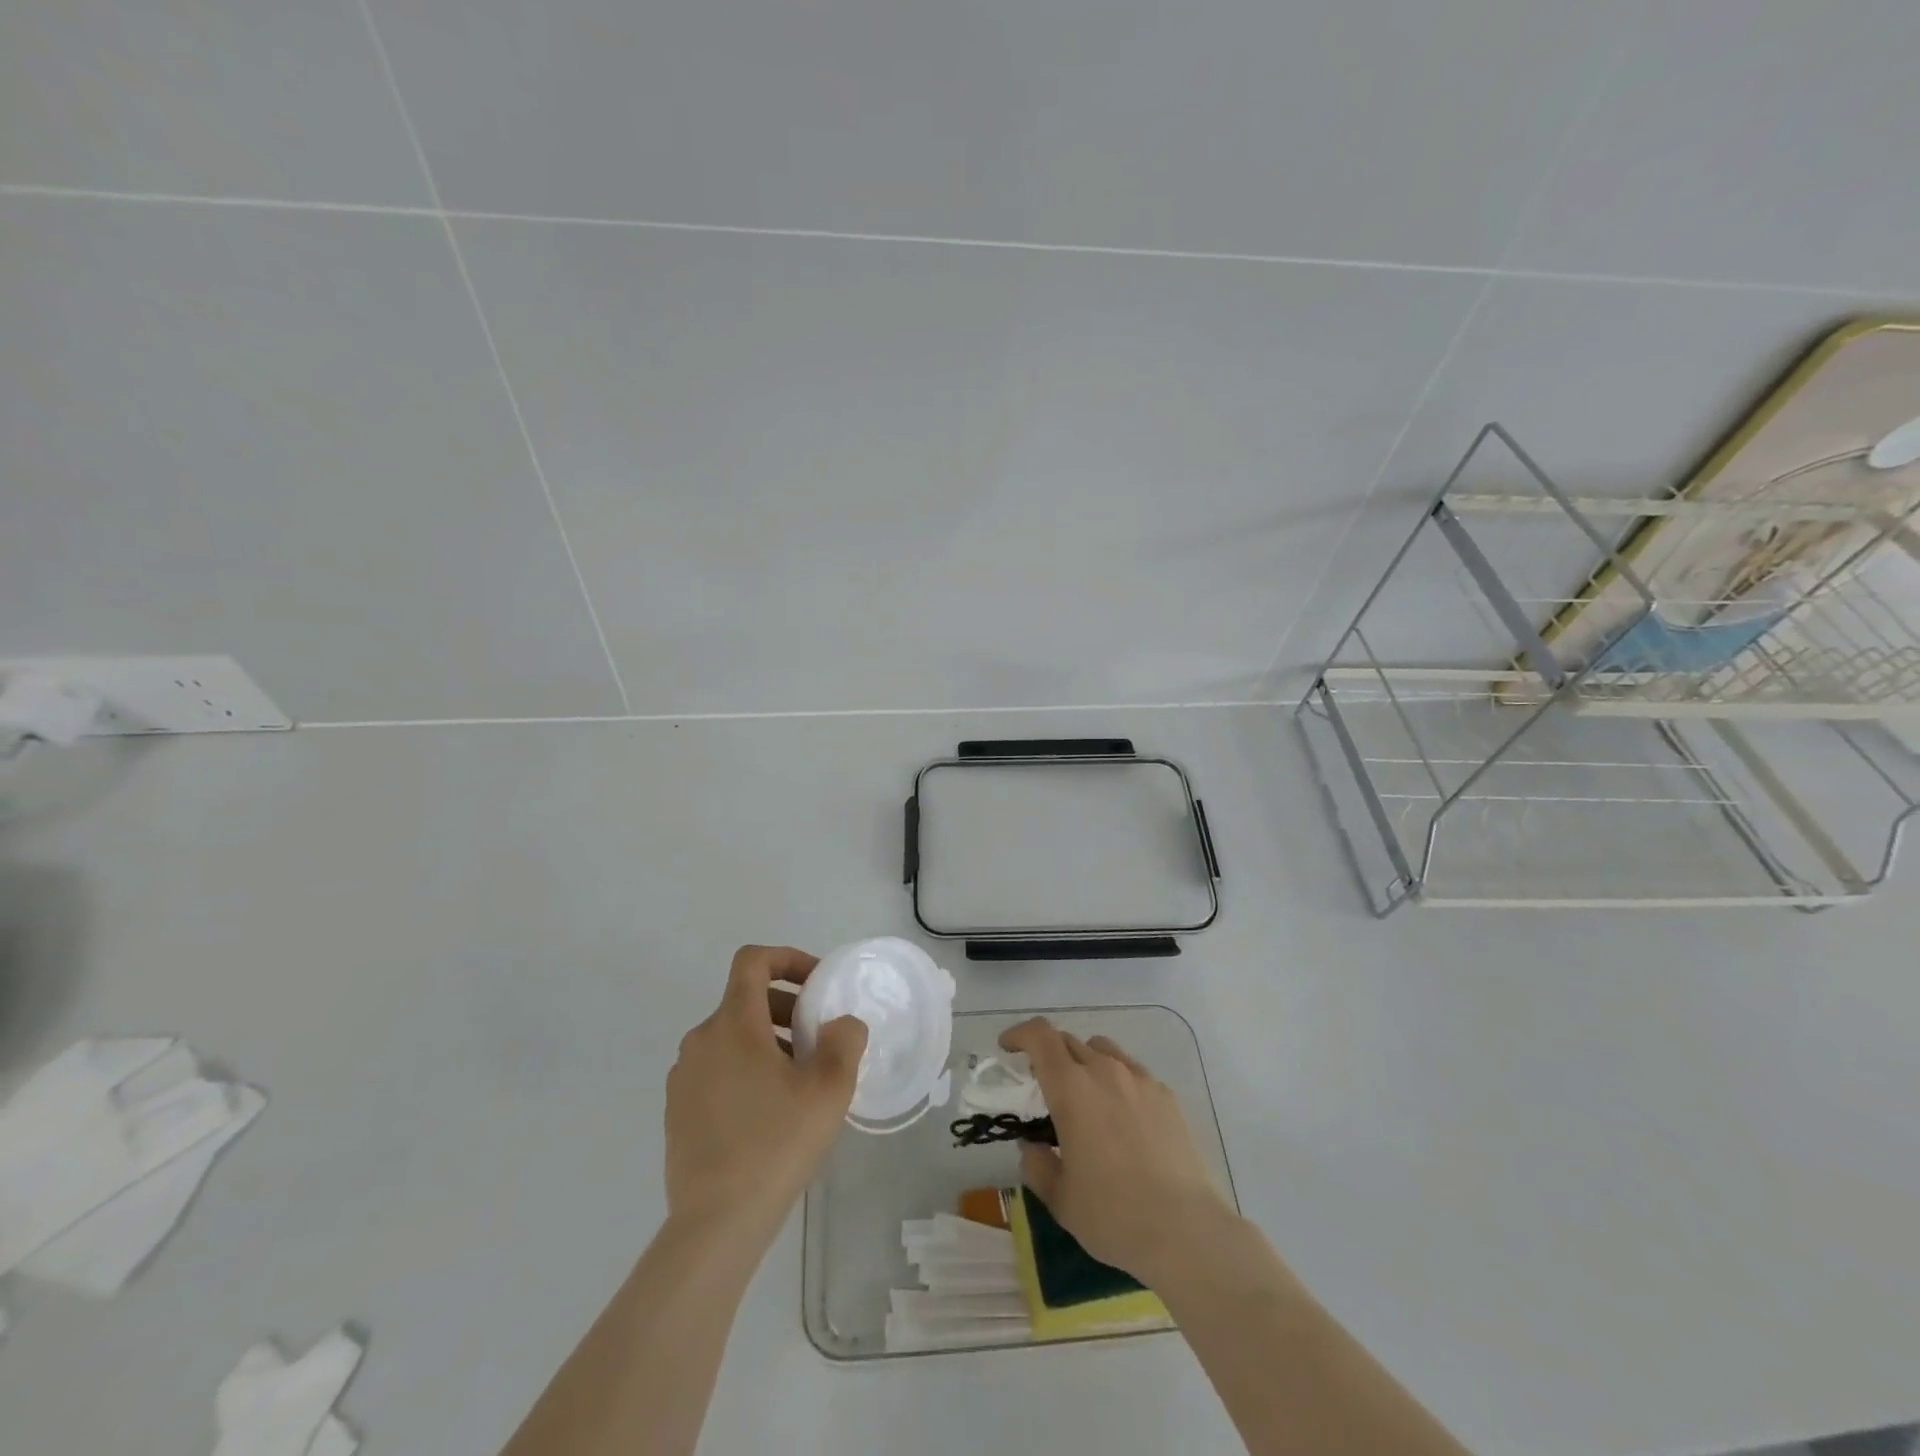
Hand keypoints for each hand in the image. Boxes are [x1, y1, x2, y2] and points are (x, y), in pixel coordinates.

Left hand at [665, 946, 868, 1239]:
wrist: (716, 1223)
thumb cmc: (776, 1143)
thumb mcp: (829, 1088)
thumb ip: (844, 1041)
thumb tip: (841, 1024)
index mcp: (733, 1024)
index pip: (752, 961)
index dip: (787, 958)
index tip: (817, 983)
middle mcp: (701, 1040)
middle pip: (745, 1000)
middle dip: (787, 1008)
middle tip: (818, 1041)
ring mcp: (683, 1077)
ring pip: (731, 1037)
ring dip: (768, 1041)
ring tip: (799, 1081)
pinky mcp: (677, 1110)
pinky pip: (717, 1069)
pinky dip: (745, 1069)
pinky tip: (769, 1113)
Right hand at [1000, 1017, 1236, 1286]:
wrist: (1187, 1230)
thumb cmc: (1114, 1215)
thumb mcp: (1060, 1199)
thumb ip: (1037, 1166)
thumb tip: (1033, 1147)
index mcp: (1071, 1088)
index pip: (1040, 1036)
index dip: (1019, 1034)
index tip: (1008, 1049)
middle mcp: (1105, 1071)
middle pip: (1069, 1041)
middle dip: (1049, 1055)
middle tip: (1043, 1086)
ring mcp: (1140, 1080)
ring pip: (1103, 1050)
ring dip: (1084, 1062)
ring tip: (1085, 1097)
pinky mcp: (1167, 1096)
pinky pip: (1132, 1072)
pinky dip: (1117, 1081)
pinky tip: (1122, 1119)